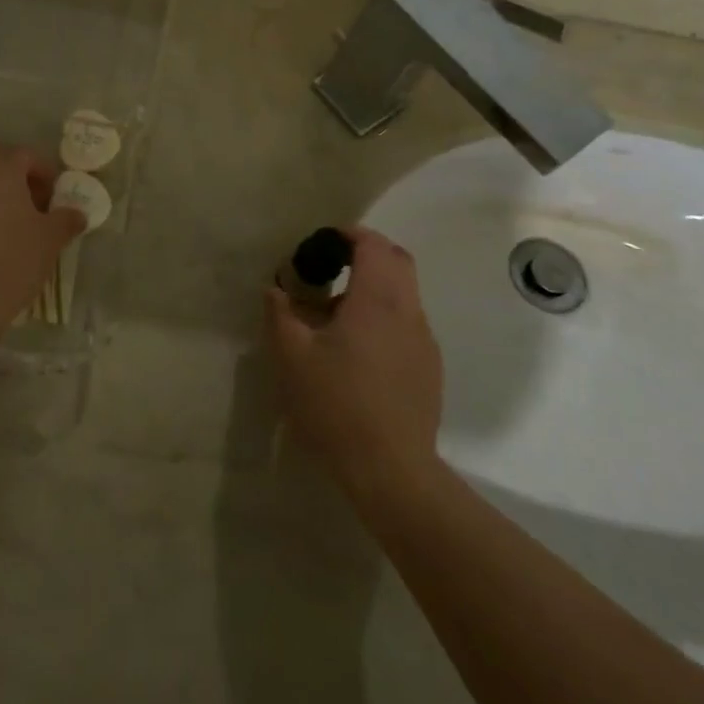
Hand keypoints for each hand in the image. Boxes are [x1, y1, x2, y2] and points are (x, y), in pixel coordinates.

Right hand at [266, 227, 444, 502]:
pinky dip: (383, 316)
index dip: (348, 234)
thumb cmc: (336, 404)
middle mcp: (408, 311)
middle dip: (365, 254)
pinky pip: (407, 323)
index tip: (321, 243)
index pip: (373, 245)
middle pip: (397, 261)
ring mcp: (424, 341)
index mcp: (377, 300)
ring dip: (373, 287)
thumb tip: (275, 289)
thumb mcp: (292, 356)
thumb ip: (280, 314)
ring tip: (334, 315)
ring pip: (404, 293)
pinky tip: (356, 350)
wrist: (391, 469)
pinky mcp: (428, 367)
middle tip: (330, 268)